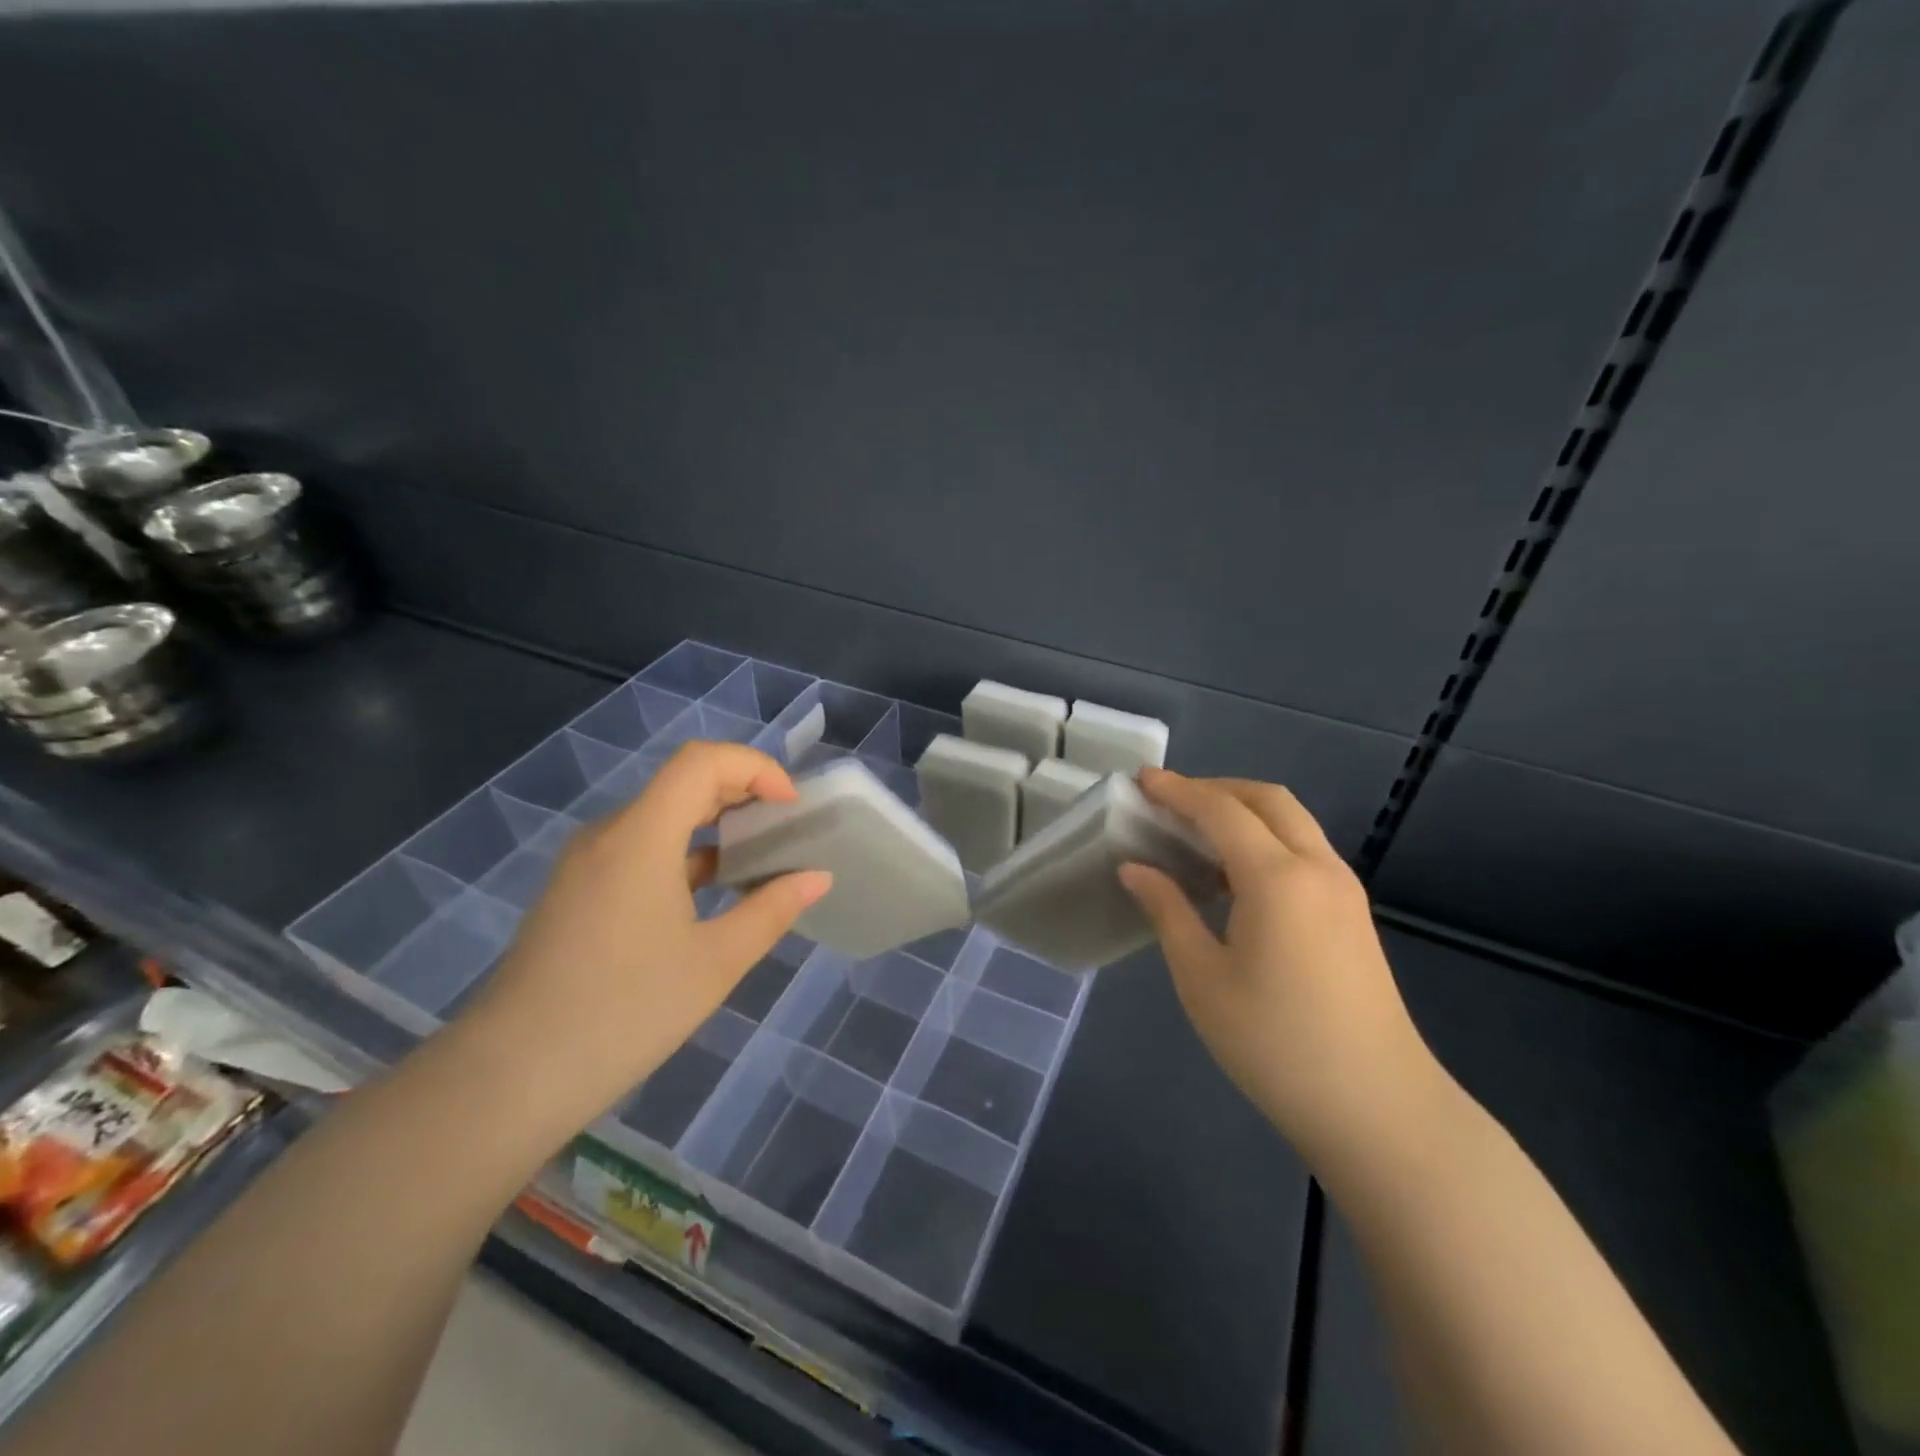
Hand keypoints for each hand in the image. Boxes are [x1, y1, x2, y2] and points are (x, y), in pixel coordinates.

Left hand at [456, 741, 831, 1128]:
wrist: (509, 1078)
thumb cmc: (624, 1013)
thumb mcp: (716, 963)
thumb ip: (772, 910)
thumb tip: (817, 878)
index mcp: (641, 837)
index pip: (701, 761)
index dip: (755, 768)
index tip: (791, 807)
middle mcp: (609, 834)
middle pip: (682, 782)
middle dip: (743, 792)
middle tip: (787, 828)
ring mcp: (587, 863)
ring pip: (661, 816)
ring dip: (715, 824)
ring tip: (760, 857)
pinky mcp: (577, 891)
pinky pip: (640, 848)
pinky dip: (686, 853)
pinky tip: (713, 891)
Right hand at [1119, 769, 1442, 1169]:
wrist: (1378, 1109)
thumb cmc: (1275, 1045)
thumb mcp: (1203, 979)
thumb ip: (1167, 911)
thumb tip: (1136, 868)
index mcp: (1277, 878)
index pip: (1221, 811)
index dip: (1177, 791)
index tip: (1141, 781)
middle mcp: (1317, 868)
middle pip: (1267, 800)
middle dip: (1216, 789)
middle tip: (1169, 802)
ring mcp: (1343, 890)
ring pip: (1292, 822)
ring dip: (1244, 812)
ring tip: (1195, 834)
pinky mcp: (1353, 914)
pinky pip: (1304, 850)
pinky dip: (1265, 839)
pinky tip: (1234, 876)